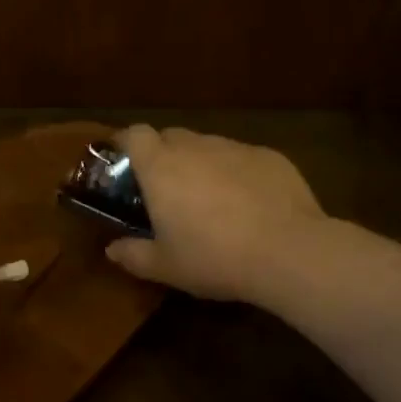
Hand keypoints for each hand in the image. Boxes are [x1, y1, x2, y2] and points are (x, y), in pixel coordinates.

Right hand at [105, 125, 324, 304]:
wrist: (288, 251)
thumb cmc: (214, 258)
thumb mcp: (166, 267)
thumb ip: (133, 254)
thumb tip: (112, 249)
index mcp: (161, 167)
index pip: (134, 134)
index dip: (126, 143)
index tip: (123, 161)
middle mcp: (195, 147)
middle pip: (170, 136)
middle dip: (164, 155)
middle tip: (166, 188)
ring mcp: (235, 148)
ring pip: (208, 146)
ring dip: (201, 163)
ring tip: (210, 199)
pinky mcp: (269, 156)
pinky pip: (242, 157)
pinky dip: (236, 172)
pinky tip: (249, 204)